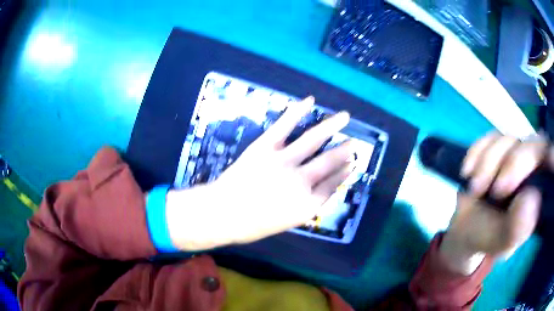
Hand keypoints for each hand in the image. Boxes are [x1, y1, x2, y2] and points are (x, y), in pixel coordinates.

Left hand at [166, 96, 355, 250]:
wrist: (221, 214)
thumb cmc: (252, 225)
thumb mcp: (287, 222)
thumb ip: (307, 205)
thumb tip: (320, 188)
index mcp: (308, 204)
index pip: (334, 184)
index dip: (344, 173)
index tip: (352, 164)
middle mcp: (302, 181)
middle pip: (330, 161)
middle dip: (344, 150)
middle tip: (354, 142)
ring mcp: (283, 161)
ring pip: (314, 139)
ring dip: (331, 126)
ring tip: (344, 117)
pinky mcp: (265, 146)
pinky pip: (285, 125)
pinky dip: (298, 111)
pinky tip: (310, 100)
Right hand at [440, 132, 548, 274]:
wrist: (466, 229)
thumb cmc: (488, 238)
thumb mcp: (501, 243)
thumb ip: (517, 228)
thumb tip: (532, 198)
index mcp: (540, 189)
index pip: (550, 161)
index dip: (549, 157)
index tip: (540, 168)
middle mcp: (532, 166)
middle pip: (532, 144)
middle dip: (513, 164)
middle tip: (495, 192)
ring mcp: (514, 152)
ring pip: (509, 139)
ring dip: (489, 163)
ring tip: (474, 189)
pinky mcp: (496, 147)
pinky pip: (488, 137)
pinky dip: (477, 152)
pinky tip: (467, 172)